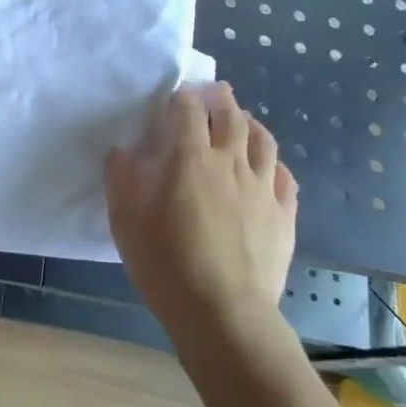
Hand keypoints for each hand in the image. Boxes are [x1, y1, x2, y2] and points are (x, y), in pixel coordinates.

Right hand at [104, 84, 298, 341]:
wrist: (223, 313)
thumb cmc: (165, 264)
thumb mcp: (125, 221)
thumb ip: (121, 179)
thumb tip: (121, 151)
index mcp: (189, 157)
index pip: (188, 109)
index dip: (181, 97)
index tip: (175, 97)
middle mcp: (230, 161)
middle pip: (231, 115)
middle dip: (220, 99)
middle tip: (213, 93)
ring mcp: (262, 187)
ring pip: (263, 139)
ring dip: (250, 123)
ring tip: (242, 121)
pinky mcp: (284, 214)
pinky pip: (283, 175)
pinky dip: (272, 162)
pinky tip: (267, 167)